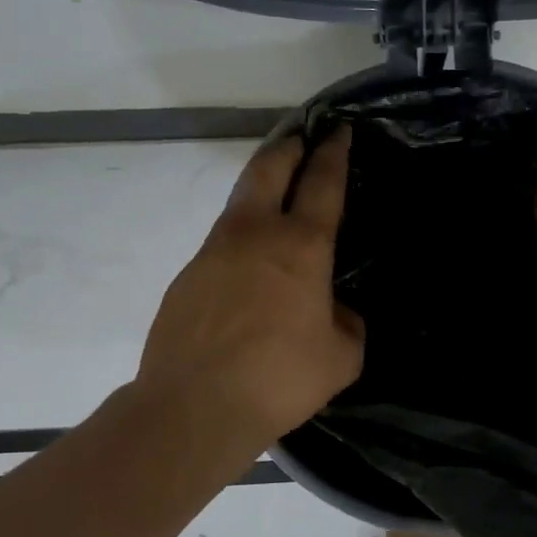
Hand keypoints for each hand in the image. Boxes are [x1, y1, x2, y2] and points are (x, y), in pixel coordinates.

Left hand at [137, 128, 364, 449]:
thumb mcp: (341, 357)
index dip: (333, 152)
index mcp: (301, 245)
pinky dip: (241, 234)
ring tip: (276, 187)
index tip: (339, 129)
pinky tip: (249, 261)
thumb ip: (347, 324)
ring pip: (240, 199)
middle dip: (289, 145)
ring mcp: (215, 250)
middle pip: (270, 167)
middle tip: (302, 136)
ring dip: (261, 184)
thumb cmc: (279, 378)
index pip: (322, 183)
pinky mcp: (188, 273)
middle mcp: (256, 234)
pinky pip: (222, 240)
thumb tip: (335, 310)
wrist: (194, 406)